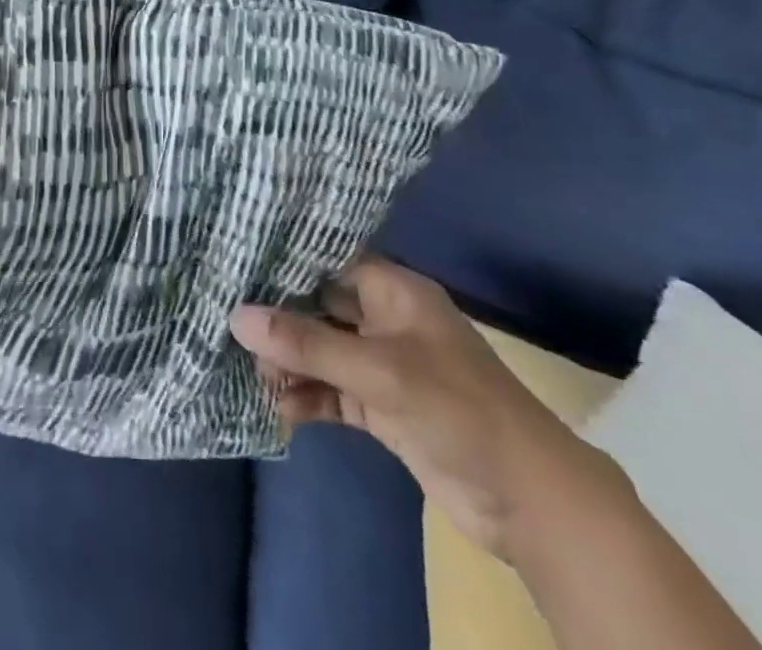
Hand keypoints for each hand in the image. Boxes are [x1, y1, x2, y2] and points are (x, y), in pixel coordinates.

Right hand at [231, 258, 615, 560]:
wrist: (531, 501)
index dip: (284, 259)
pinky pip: (332, 391)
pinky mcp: (383, 407)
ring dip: (289, 363)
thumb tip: (236, 317)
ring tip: (253, 375)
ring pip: (322, 351)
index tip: (235, 259)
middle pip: (319, 306)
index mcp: (393, 290)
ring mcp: (383, 365)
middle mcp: (385, 319)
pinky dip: (307, 397)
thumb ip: (306, 345)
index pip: (328, 259)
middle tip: (230, 323)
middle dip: (278, 317)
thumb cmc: (459, 409)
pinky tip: (279, 409)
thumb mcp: (378, 371)